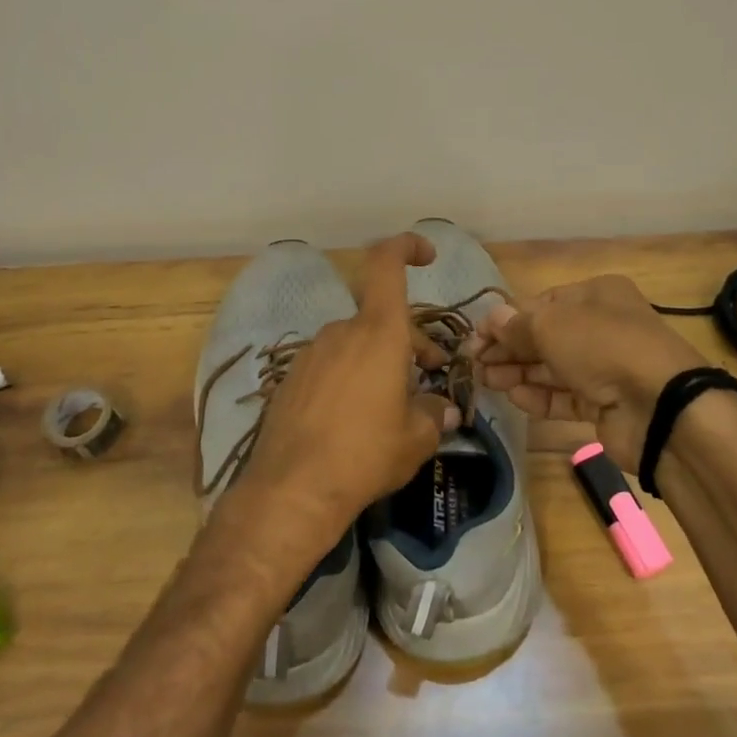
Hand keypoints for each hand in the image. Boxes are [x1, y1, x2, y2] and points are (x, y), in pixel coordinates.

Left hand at [228, 233, 458, 554]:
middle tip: (430, 373)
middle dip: (409, 340)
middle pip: (381, 318)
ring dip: (380, 360)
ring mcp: (312, 354)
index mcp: (378, 333)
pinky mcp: (291, 379)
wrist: (292, 489)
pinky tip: (356, 417)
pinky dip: (351, 377)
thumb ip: (434, 414)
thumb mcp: (416, 438)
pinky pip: (331, 365)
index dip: (406, 247)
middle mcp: (342, 333)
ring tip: (394, 403)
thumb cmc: (366, 454)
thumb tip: (444, 410)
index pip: (386, 264)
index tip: (427, 256)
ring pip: (356, 343)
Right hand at [466, 275, 704, 475]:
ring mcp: (605, 367)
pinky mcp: (605, 403)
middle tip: (473, 363)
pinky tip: (514, 398)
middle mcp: (602, 327)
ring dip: (517, 372)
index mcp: (596, 295)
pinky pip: (565, 396)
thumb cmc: (603, 346)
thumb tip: (490, 319)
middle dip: (508, 348)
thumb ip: (516, 325)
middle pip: (544, 336)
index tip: (475, 338)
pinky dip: (539, 396)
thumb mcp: (551, 325)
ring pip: (552, 367)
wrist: (660, 406)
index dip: (506, 320)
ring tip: (485, 381)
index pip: (541, 304)